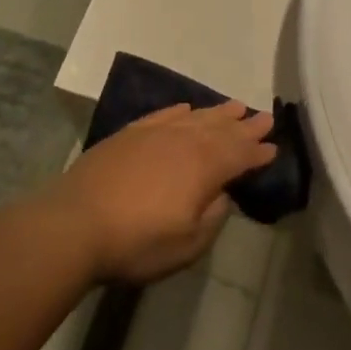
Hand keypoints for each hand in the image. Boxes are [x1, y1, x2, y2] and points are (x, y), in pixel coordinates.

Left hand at [49, 103, 276, 283]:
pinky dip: (180, 110)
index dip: (258, 152)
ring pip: (195, 116)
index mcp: (203, 167)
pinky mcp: (129, 134)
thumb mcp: (188, 244)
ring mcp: (154, 133)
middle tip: (264, 116)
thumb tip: (222, 193)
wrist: (76, 222)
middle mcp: (183, 141)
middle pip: (221, 129)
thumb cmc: (137, 241)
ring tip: (235, 105)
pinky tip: (187, 107)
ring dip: (217, 112)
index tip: (274, 146)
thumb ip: (213, 215)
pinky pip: (164, 114)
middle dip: (244, 125)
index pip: (239, 155)